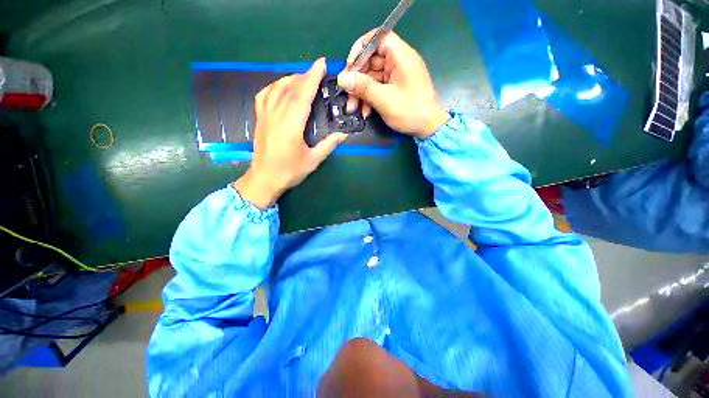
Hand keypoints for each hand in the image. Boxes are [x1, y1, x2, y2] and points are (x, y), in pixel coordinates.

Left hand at [235, 58, 347, 209]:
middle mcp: (277, 115)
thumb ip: (328, 145)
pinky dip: (274, 86)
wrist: (264, 179)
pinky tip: (280, 87)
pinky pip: (264, 95)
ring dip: (290, 79)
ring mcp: (265, 115)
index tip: (321, 63)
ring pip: (276, 88)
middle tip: (317, 72)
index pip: (303, 95)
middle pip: (290, 88)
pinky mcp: (259, 118)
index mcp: (291, 125)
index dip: (312, 77)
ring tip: (302, 78)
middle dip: (305, 76)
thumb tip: (344, 134)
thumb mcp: (313, 160)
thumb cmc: (290, 172)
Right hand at [337, 30, 449, 138]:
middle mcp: (398, 62)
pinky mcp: (395, 88)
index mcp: (400, 56)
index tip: (350, 67)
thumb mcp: (384, 99)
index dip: (360, 49)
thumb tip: (341, 78)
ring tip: (353, 108)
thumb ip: (362, 87)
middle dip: (357, 79)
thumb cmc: (410, 111)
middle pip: (371, 61)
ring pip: (372, 77)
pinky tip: (365, 112)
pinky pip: (378, 88)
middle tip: (347, 94)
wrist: (428, 128)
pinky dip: (369, 98)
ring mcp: (397, 76)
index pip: (377, 39)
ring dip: (361, 92)